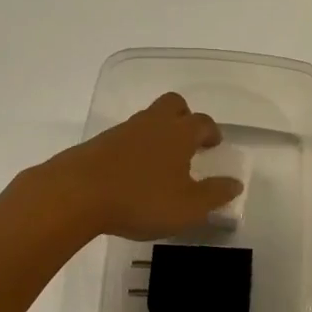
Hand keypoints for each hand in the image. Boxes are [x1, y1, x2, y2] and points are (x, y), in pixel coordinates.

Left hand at [29, 92, 242, 241]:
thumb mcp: (188, 207)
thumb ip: (215, 194)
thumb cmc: (141, 199)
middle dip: (184, 116)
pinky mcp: (98, 144)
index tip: (214, 143)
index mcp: (179, 133)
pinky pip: (125, 137)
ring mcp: (122, 131)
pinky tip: (132, 173)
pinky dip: (134, 148)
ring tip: (160, 162)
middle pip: (172, 104)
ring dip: (158, 133)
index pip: (202, 122)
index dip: (211, 131)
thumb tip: (235, 183)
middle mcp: (152, 124)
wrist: (75, 195)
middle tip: (189, 139)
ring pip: (147, 120)